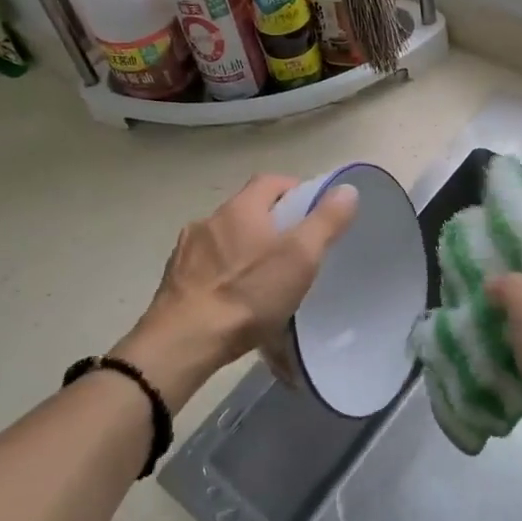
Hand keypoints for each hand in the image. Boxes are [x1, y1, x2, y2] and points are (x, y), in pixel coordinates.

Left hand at [115, 174, 358, 409]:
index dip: (294, 190)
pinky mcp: (174, 279)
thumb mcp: (300, 257)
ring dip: (244, 250)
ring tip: (263, 279)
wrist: (185, 340)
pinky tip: (233, 300)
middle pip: (247, 210)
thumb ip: (325, 221)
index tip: (312, 212)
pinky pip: (207, 267)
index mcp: (241, 208)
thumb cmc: (248, 293)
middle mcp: (210, 220)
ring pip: (225, 240)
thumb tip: (347, 189)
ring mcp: (187, 250)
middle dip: (271, 224)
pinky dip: (223, 274)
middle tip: (294, 250)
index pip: (271, 181)